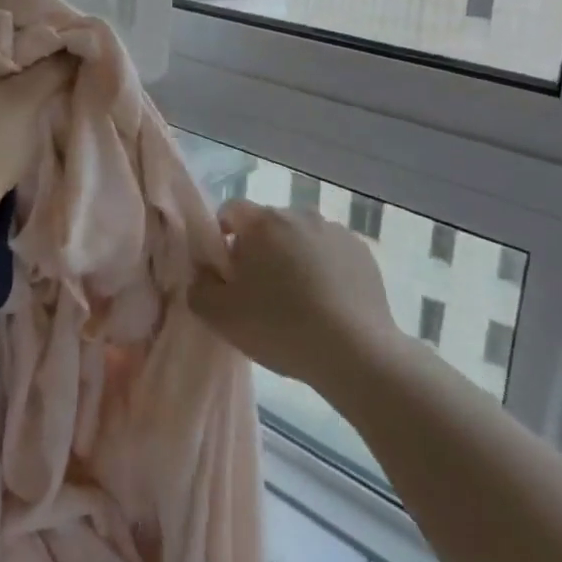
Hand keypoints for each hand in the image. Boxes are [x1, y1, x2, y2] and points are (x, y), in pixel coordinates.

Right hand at [190, 200, 400, 392]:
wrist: (355, 351)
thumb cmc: (280, 327)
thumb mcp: (221, 316)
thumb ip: (199, 287)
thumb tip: (205, 273)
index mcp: (263, 222)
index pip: (231, 210)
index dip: (223, 235)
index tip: (227, 270)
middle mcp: (299, 214)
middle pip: (268, 224)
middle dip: (260, 249)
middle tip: (260, 291)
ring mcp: (335, 230)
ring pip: (302, 238)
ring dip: (294, 258)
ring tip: (298, 301)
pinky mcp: (362, 251)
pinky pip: (331, 253)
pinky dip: (325, 269)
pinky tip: (327, 304)